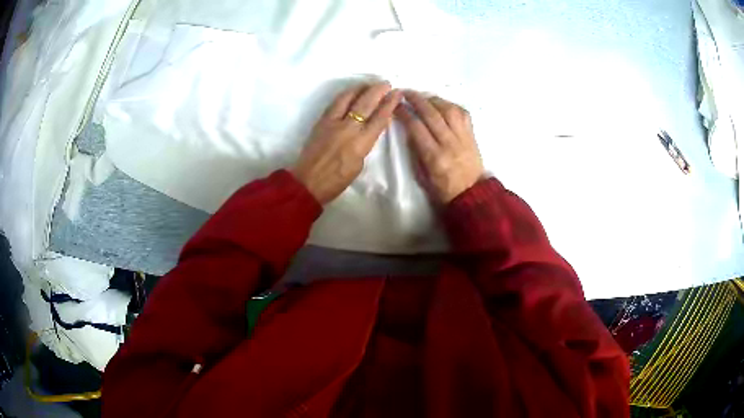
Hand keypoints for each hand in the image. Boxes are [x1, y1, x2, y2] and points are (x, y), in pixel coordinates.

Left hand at [292, 82, 401, 203]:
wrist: (308, 182)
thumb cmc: (337, 180)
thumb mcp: (359, 164)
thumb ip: (366, 144)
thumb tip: (371, 128)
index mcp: (361, 143)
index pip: (379, 118)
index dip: (390, 104)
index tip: (397, 93)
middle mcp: (348, 128)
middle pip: (366, 103)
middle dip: (378, 91)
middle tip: (386, 83)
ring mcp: (332, 122)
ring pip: (348, 97)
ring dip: (361, 88)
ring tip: (370, 84)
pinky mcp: (321, 121)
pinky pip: (336, 102)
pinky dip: (346, 94)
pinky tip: (351, 92)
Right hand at [396, 91, 484, 202]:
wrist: (472, 193)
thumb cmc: (443, 188)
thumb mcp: (422, 174)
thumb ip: (416, 151)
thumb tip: (409, 129)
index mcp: (434, 157)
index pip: (416, 127)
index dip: (404, 113)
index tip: (396, 105)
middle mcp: (449, 143)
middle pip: (432, 114)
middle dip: (417, 100)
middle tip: (406, 92)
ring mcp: (463, 137)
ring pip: (448, 110)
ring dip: (434, 99)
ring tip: (423, 97)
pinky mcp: (472, 134)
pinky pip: (462, 113)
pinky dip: (450, 105)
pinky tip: (442, 104)